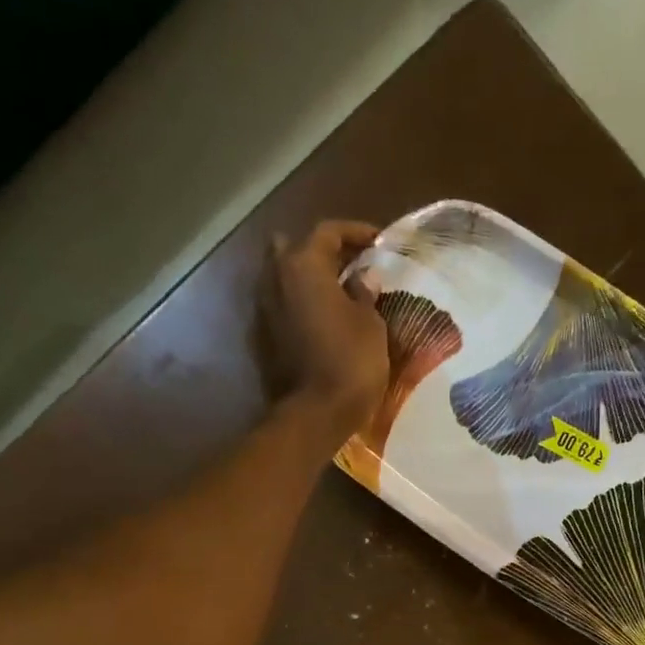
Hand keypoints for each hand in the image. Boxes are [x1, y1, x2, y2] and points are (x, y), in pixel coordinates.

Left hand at [261, 220, 390, 440]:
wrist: (317, 412)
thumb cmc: (351, 362)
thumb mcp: (371, 325)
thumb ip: (365, 294)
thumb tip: (363, 278)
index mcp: (303, 266)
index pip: (328, 232)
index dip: (355, 232)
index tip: (378, 240)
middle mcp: (276, 278)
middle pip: (294, 248)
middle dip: (321, 251)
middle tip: (349, 264)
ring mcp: (266, 309)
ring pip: (284, 278)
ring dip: (309, 279)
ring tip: (338, 292)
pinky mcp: (266, 337)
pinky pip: (284, 306)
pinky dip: (302, 304)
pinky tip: (324, 317)